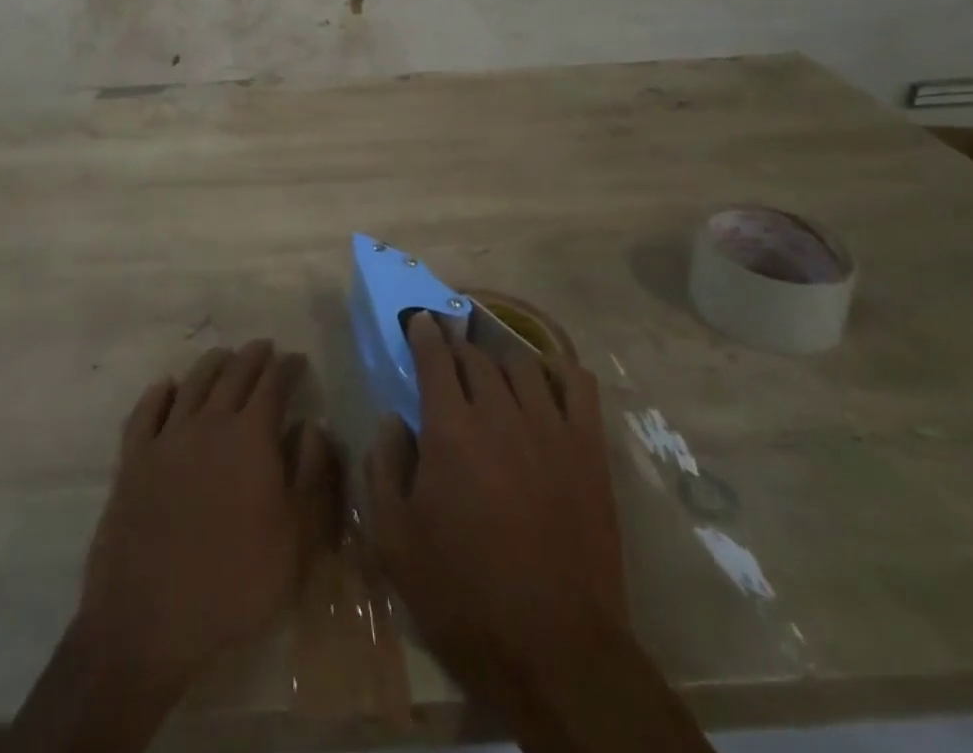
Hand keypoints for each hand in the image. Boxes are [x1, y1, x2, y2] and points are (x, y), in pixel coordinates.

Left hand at [78, 339, 333, 689]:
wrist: (149, 622)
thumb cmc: (235, 585)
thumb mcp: (296, 540)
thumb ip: (310, 475)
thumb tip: (313, 426)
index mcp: (251, 437)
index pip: (273, 385)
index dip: (287, 367)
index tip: (297, 359)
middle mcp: (209, 424)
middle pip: (234, 375)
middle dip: (253, 357)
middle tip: (265, 348)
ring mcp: (167, 439)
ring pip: (193, 384)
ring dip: (213, 364)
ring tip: (224, 356)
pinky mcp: (133, 461)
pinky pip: (146, 412)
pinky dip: (160, 392)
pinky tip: (167, 387)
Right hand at [364, 313, 629, 710]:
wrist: (555, 651)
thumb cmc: (463, 596)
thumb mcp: (395, 541)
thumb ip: (383, 467)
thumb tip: (391, 419)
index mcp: (450, 430)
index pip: (435, 358)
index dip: (425, 333)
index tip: (420, 320)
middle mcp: (500, 413)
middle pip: (478, 357)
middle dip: (458, 348)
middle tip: (450, 354)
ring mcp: (550, 428)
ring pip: (524, 364)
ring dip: (501, 358)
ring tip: (494, 368)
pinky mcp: (588, 451)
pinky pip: (579, 387)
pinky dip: (560, 371)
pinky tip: (548, 379)